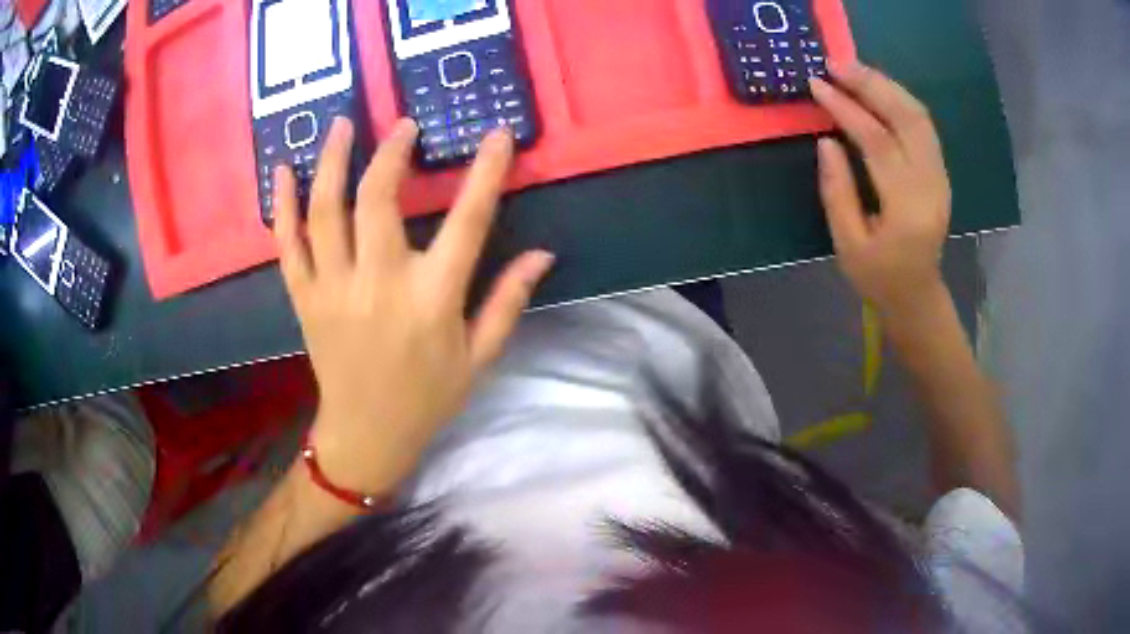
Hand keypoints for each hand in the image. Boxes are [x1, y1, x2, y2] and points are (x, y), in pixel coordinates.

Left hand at [274, 118, 553, 492]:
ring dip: (333, 161)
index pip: (467, 222)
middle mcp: (378, 285)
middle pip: (378, 200)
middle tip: (404, 126)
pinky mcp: (304, 298)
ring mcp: (333, 289)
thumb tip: (543, 254)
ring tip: (343, 124)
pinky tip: (283, 170)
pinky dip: (283, 205)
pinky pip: (288, 244)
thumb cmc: (428, 398)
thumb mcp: (479, 358)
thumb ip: (508, 302)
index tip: (497, 135)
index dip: (486, 172)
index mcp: (431, 300)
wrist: (366, 435)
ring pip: (326, 211)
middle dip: (392, 153)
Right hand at [810, 62, 951, 315]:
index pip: (878, 143)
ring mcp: (940, 176)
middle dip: (871, 85)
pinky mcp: (940, 171)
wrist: (917, 295)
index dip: (847, 109)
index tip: (818, 85)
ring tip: (853, 71)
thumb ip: (837, 191)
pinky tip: (877, 91)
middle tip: (836, 64)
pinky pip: (923, 125)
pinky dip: (899, 100)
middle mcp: (931, 186)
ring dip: (887, 86)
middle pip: (907, 118)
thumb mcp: (848, 243)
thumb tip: (826, 140)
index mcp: (907, 209)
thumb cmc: (878, 277)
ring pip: (919, 116)